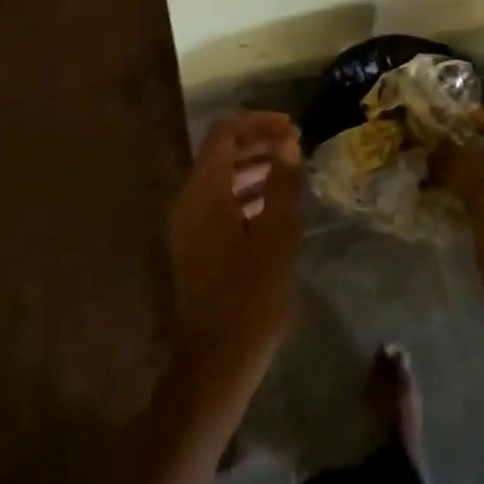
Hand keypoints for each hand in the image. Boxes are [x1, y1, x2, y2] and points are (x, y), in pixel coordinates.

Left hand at [166, 111, 304, 365]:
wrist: (216, 361)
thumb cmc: (251, 297)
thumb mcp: (277, 236)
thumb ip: (282, 184)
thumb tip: (288, 143)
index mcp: (203, 192)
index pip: (224, 133)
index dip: (258, 122)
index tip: (293, 128)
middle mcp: (188, 200)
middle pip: (219, 152)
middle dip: (257, 142)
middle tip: (296, 145)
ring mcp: (188, 224)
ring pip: (219, 178)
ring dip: (252, 167)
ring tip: (290, 170)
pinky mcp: (194, 244)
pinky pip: (218, 202)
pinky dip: (244, 193)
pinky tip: (274, 205)